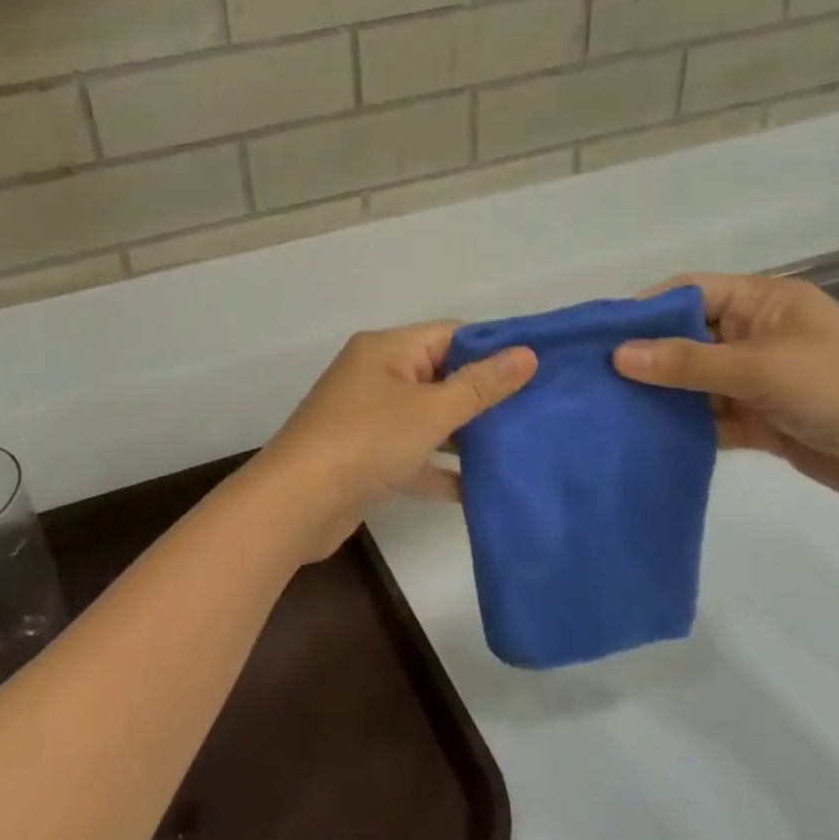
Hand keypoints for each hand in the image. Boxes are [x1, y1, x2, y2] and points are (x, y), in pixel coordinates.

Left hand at [251, 323, 536, 559]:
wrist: (296, 504)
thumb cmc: (365, 441)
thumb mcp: (429, 410)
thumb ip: (479, 385)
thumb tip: (527, 352)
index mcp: (386, 349)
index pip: (450, 335)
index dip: (495, 348)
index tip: (542, 367)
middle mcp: (376, 376)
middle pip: (441, 376)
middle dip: (486, 395)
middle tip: (542, 412)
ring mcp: (369, 418)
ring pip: (429, 419)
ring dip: (467, 435)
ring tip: (523, 448)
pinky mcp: (367, 458)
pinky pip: (414, 455)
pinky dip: (441, 469)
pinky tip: (481, 490)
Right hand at [613, 274, 838, 512]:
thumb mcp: (760, 367)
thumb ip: (686, 362)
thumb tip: (617, 356)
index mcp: (764, 302)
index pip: (690, 292)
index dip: (645, 309)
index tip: (600, 335)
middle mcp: (758, 335)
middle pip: (687, 337)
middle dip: (647, 356)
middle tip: (596, 376)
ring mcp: (760, 379)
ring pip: (696, 380)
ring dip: (663, 394)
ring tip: (611, 407)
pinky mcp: (764, 419)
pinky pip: (712, 415)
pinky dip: (685, 425)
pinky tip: (648, 435)